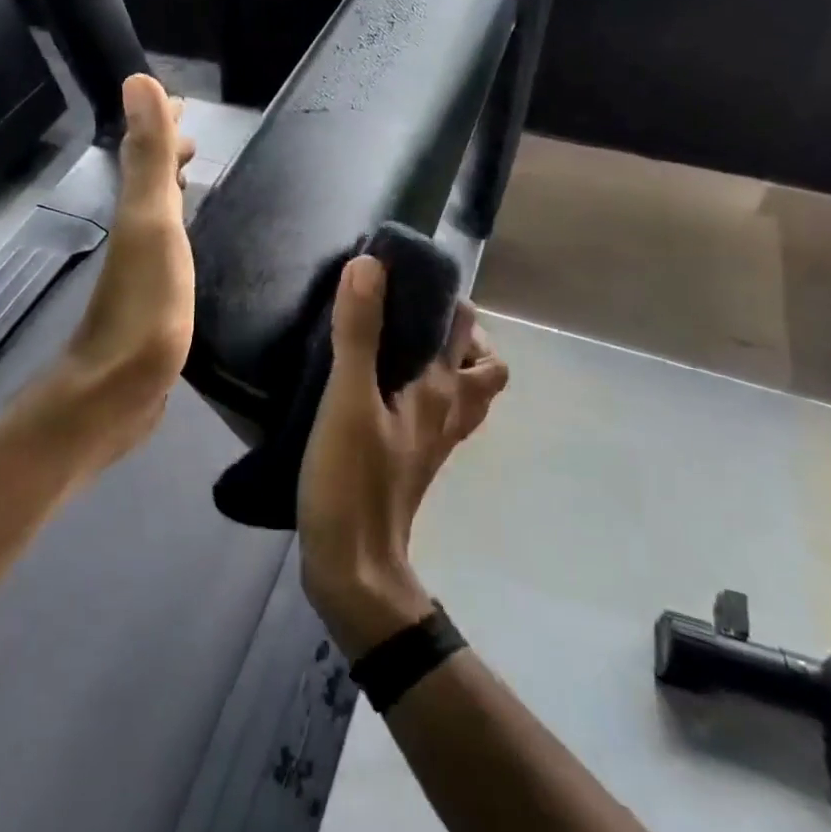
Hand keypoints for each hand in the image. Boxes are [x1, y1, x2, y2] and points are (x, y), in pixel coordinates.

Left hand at [51, 74, 196, 464]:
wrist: (118, 391)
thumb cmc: (144, 307)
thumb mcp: (151, 224)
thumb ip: (149, 158)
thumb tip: (139, 81)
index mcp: (136, 213)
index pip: (148, 155)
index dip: (163, 127)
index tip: (184, 105)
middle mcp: (134, 235)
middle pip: (149, 181)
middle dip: (168, 154)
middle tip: (195, 137)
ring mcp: (142, 272)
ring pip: (157, 214)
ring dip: (172, 189)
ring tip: (194, 177)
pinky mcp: (155, 304)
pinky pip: (168, 251)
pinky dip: (178, 231)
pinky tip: (187, 245)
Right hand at [297, 255, 508, 656]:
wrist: (354, 565)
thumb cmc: (352, 480)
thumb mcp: (348, 400)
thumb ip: (358, 333)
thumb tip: (370, 266)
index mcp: (439, 390)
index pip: (464, 327)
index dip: (444, 294)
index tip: (404, 273)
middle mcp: (448, 410)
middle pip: (482, 362)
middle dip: (457, 329)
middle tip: (409, 311)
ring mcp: (435, 440)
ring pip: (465, 391)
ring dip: (449, 362)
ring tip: (402, 345)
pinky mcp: (415, 459)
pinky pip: (438, 413)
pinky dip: (427, 391)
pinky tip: (385, 388)